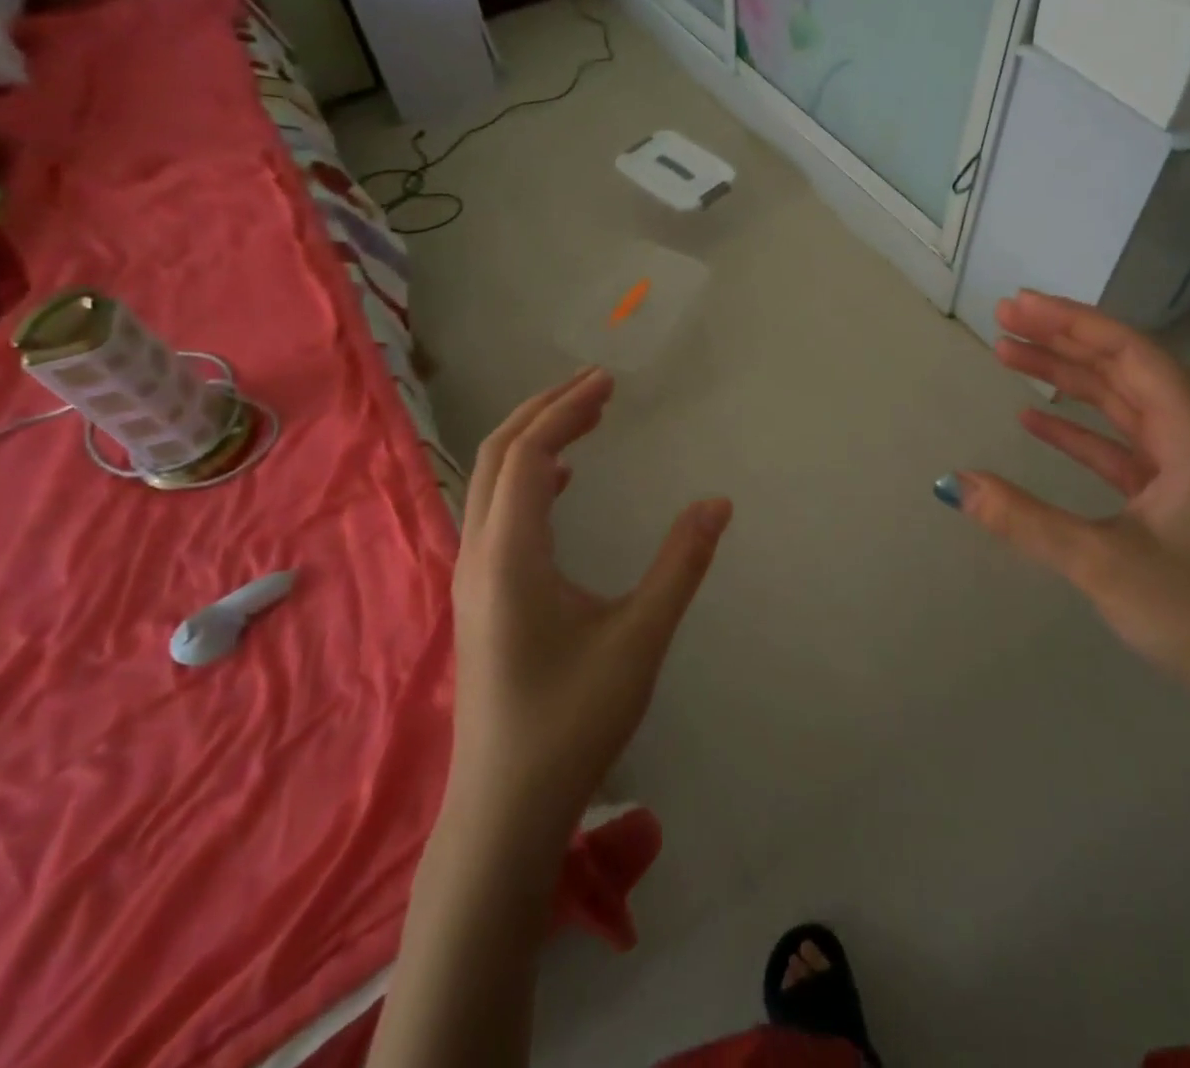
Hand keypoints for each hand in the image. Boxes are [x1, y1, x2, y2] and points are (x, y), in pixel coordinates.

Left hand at [448, 367, 732, 835]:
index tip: (607, 382)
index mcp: (510, 554)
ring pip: (492, 483)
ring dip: (535, 441)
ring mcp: (472, 576)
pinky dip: (529, 479)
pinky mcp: (480, 595)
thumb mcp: (639, 638)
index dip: (566, 409)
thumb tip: (717, 502)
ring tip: (584, 419)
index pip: (530, 455)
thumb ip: (680, 564)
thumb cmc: (573, 720)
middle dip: (546, 410)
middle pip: (499, 455)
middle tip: (598, 386)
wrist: (506, 807)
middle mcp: (478, 553)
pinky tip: (563, 485)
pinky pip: (497, 512)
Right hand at [949, 291, 1189, 724]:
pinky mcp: (1174, 500)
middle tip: (1003, 320)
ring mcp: (1187, 470)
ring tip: (1009, 355)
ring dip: (1067, 379)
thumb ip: (1025, 520)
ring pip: (1120, 405)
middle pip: (1124, 370)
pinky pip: (1118, 446)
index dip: (1074, 323)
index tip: (1019, 307)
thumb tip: (952, 484)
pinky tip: (1035, 419)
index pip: (1132, 355)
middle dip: (1063, 340)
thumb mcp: (1104, 565)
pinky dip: (1077, 429)